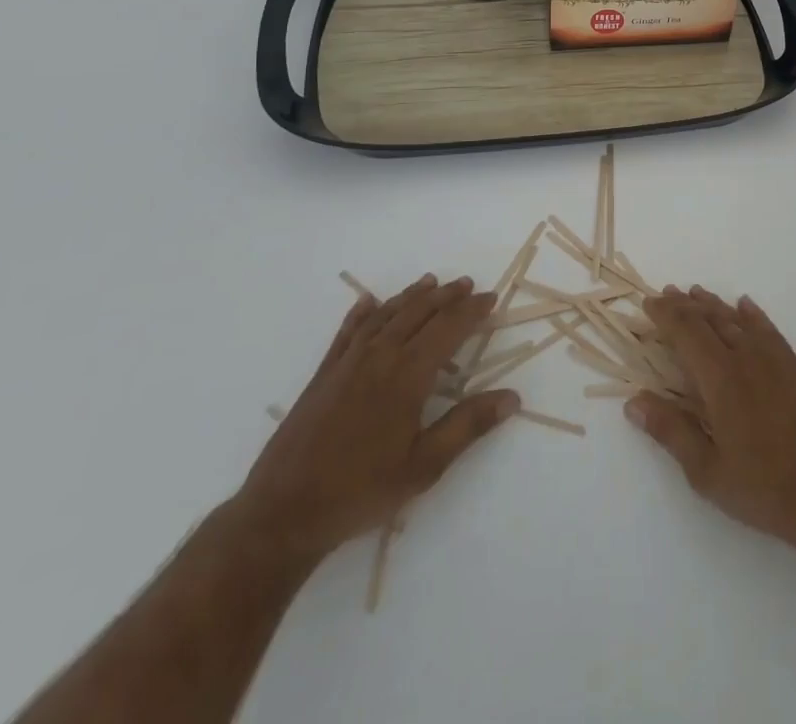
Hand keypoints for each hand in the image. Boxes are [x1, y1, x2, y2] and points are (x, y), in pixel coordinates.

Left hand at [232, 274, 515, 563]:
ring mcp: (347, 362)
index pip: (448, 328)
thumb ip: (468, 426)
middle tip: (467, 284)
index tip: (491, 298)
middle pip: (418, 313)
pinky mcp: (323, 375)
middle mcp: (380, 356)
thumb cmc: (361, 491)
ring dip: (411, 296)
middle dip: (446, 296)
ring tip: (430, 282)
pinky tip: (369, 302)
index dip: (472, 310)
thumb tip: (512, 397)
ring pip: (386, 315)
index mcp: (408, 374)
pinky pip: (348, 331)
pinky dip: (363, 312)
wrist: (283, 512)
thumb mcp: (425, 466)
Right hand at [630, 286, 795, 558]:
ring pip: (737, 320)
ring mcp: (775, 360)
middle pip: (710, 320)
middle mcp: (746, 358)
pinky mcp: (795, 367)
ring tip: (695, 293)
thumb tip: (633, 400)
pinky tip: (744, 306)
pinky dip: (752, 314)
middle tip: (666, 293)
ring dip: (714, 304)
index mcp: (721, 379)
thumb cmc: (764, 488)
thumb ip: (671, 431)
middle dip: (685, 305)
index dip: (666, 315)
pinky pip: (768, 329)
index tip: (648, 304)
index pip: (687, 333)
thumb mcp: (707, 472)